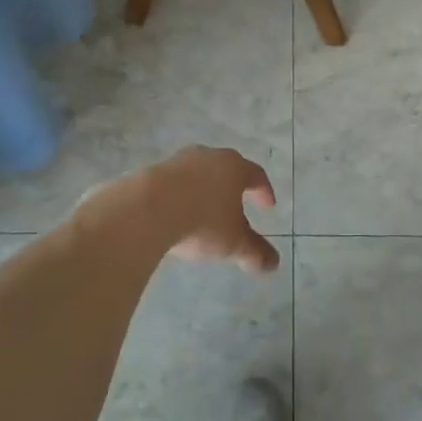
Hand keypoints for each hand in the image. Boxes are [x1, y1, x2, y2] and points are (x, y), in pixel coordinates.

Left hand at [147, 145, 280, 273]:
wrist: (147, 208)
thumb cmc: (202, 222)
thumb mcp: (233, 243)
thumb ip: (255, 252)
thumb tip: (273, 264)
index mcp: (235, 168)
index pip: (256, 175)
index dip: (263, 191)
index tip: (267, 205)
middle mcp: (210, 156)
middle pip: (228, 168)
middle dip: (234, 187)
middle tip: (238, 204)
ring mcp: (180, 160)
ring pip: (200, 172)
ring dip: (206, 188)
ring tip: (205, 209)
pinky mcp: (155, 169)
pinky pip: (176, 180)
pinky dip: (182, 193)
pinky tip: (177, 211)